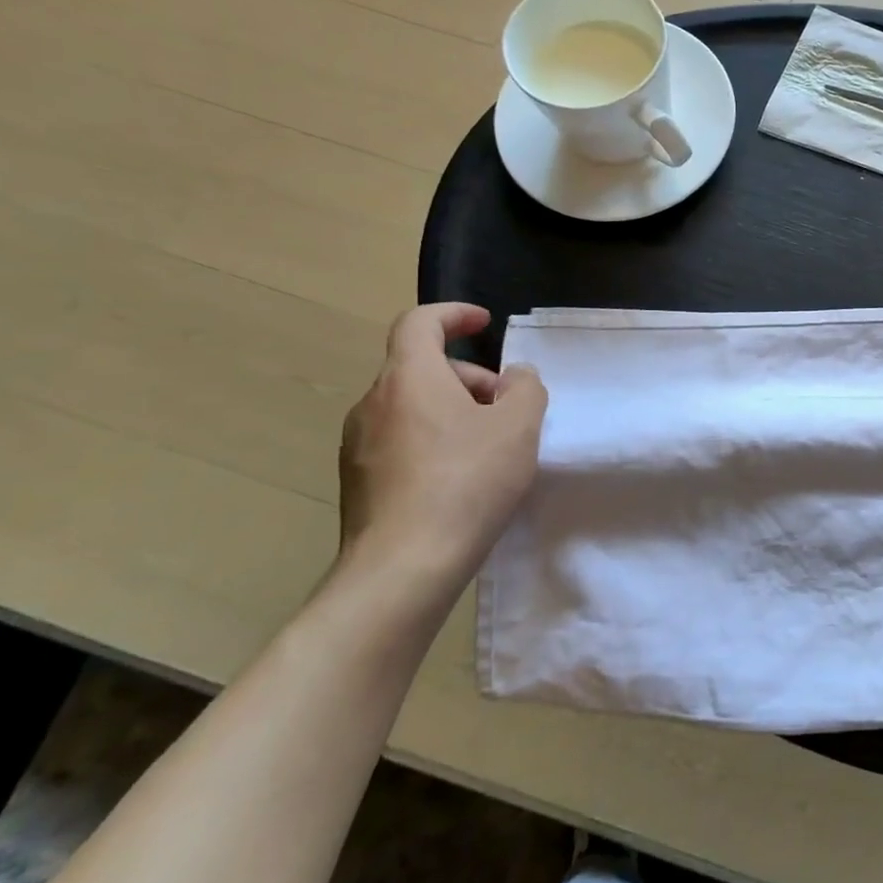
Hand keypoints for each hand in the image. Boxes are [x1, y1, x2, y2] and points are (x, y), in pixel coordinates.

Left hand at [337, 303, 546, 598]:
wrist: (403, 567)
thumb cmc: (467, 482)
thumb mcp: (519, 426)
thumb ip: (525, 388)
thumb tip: (514, 377)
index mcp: (409, 378)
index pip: (419, 322)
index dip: (453, 315)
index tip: (484, 323)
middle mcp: (373, 403)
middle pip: (421, 368)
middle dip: (469, 378)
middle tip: (507, 408)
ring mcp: (357, 445)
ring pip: (411, 407)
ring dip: (452, 411)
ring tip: (490, 447)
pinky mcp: (357, 482)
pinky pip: (400, 441)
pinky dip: (433, 442)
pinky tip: (462, 480)